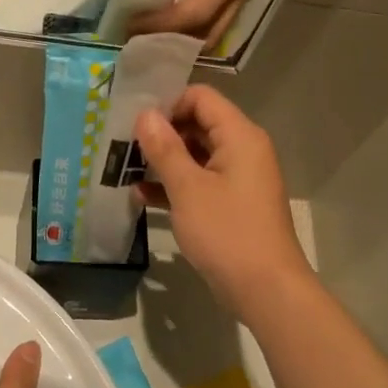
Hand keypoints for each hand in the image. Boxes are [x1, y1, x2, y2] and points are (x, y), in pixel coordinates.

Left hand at [131, 0, 261, 49]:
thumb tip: (149, 4)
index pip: (193, 14)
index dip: (161, 25)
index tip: (133, 25)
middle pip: (206, 34)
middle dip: (172, 42)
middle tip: (139, 40)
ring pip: (212, 33)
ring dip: (182, 40)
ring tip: (151, 36)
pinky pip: (215, 23)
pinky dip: (191, 30)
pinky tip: (168, 25)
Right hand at [133, 86, 311, 318]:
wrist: (266, 289)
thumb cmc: (227, 232)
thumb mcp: (188, 189)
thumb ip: (165, 148)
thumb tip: (146, 114)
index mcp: (239, 136)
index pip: (201, 98)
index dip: (168, 104)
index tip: (135, 123)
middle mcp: (243, 150)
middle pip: (198, 125)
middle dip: (161, 134)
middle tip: (122, 146)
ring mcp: (239, 179)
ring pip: (196, 156)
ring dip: (164, 162)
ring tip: (124, 170)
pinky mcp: (232, 205)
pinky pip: (200, 183)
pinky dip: (175, 186)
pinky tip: (142, 197)